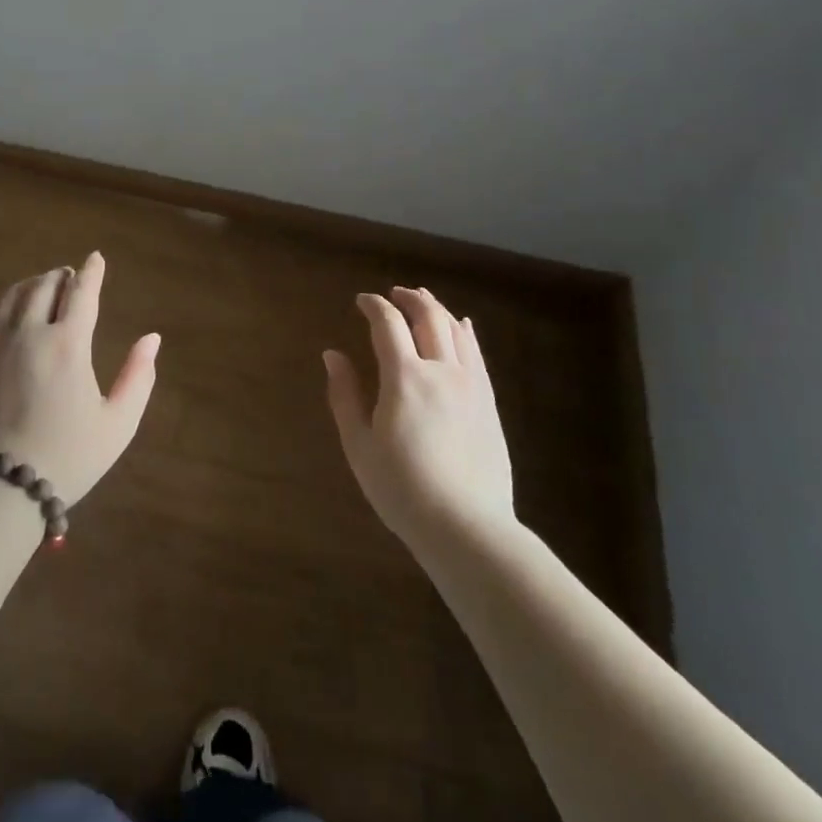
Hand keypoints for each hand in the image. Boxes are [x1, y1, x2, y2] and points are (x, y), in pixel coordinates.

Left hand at [0, 252, 160, 504]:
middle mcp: (29, 333)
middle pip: (44, 286)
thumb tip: (152, 338)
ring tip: (39, 287)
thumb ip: (138, 377)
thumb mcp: (117, 423)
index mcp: (68, 344)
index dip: (92, 272)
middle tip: (68, 277)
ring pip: (10, 297)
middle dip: (60, 276)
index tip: (96, 258)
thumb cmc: (68, 457)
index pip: (82, 292)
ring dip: (29, 285)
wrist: (0, 488)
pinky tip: (1, 316)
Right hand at [324, 286, 514, 547]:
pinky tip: (462, 326)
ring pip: (455, 330)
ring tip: (422, 301)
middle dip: (408, 298)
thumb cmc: (401, 488)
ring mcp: (470, 385)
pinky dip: (465, 332)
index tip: (361, 301)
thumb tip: (332, 354)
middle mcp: (441, 370)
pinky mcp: (489, 402)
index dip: (373, 305)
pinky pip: (477, 354)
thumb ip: (344, 394)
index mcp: (404, 377)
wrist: (466, 527)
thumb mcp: (359, 444)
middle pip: (427, 316)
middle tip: (393, 294)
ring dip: (436, 309)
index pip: (388, 324)